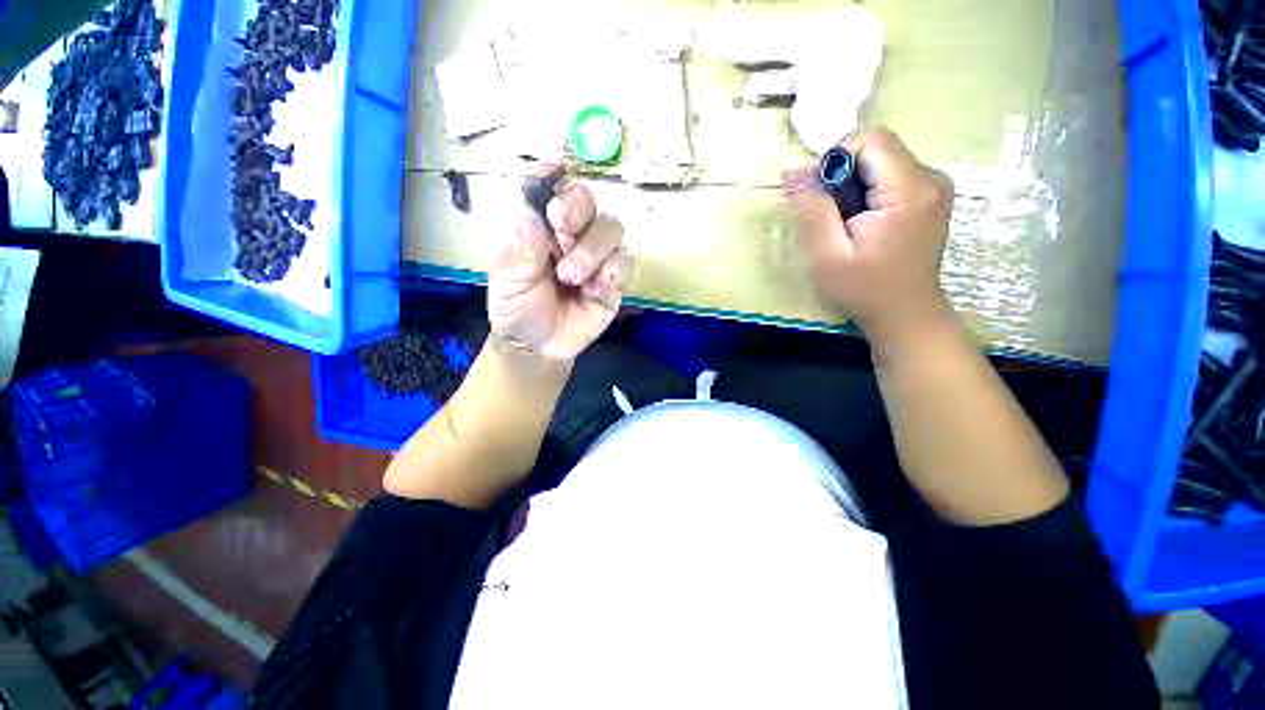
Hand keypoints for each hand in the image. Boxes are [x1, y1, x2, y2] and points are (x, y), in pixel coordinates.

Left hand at [487, 167, 634, 361]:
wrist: (538, 347)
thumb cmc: (517, 308)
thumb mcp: (509, 280)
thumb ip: (523, 248)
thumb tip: (529, 210)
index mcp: (542, 228)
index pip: (553, 192)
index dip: (556, 178)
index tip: (554, 168)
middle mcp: (573, 236)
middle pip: (590, 203)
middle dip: (578, 211)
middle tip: (562, 230)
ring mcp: (597, 258)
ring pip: (612, 230)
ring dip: (593, 250)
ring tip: (571, 277)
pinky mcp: (614, 282)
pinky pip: (626, 263)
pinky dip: (613, 272)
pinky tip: (594, 290)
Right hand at [784, 127, 954, 341]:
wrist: (905, 315)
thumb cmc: (864, 290)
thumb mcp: (827, 255)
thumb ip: (811, 210)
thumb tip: (793, 170)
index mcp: (909, 190)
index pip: (870, 139)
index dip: (834, 158)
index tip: (816, 194)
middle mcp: (930, 178)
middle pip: (875, 149)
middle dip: (841, 176)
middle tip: (825, 216)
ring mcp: (933, 187)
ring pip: (880, 162)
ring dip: (851, 187)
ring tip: (842, 225)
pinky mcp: (929, 197)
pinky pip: (889, 177)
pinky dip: (865, 194)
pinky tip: (859, 224)